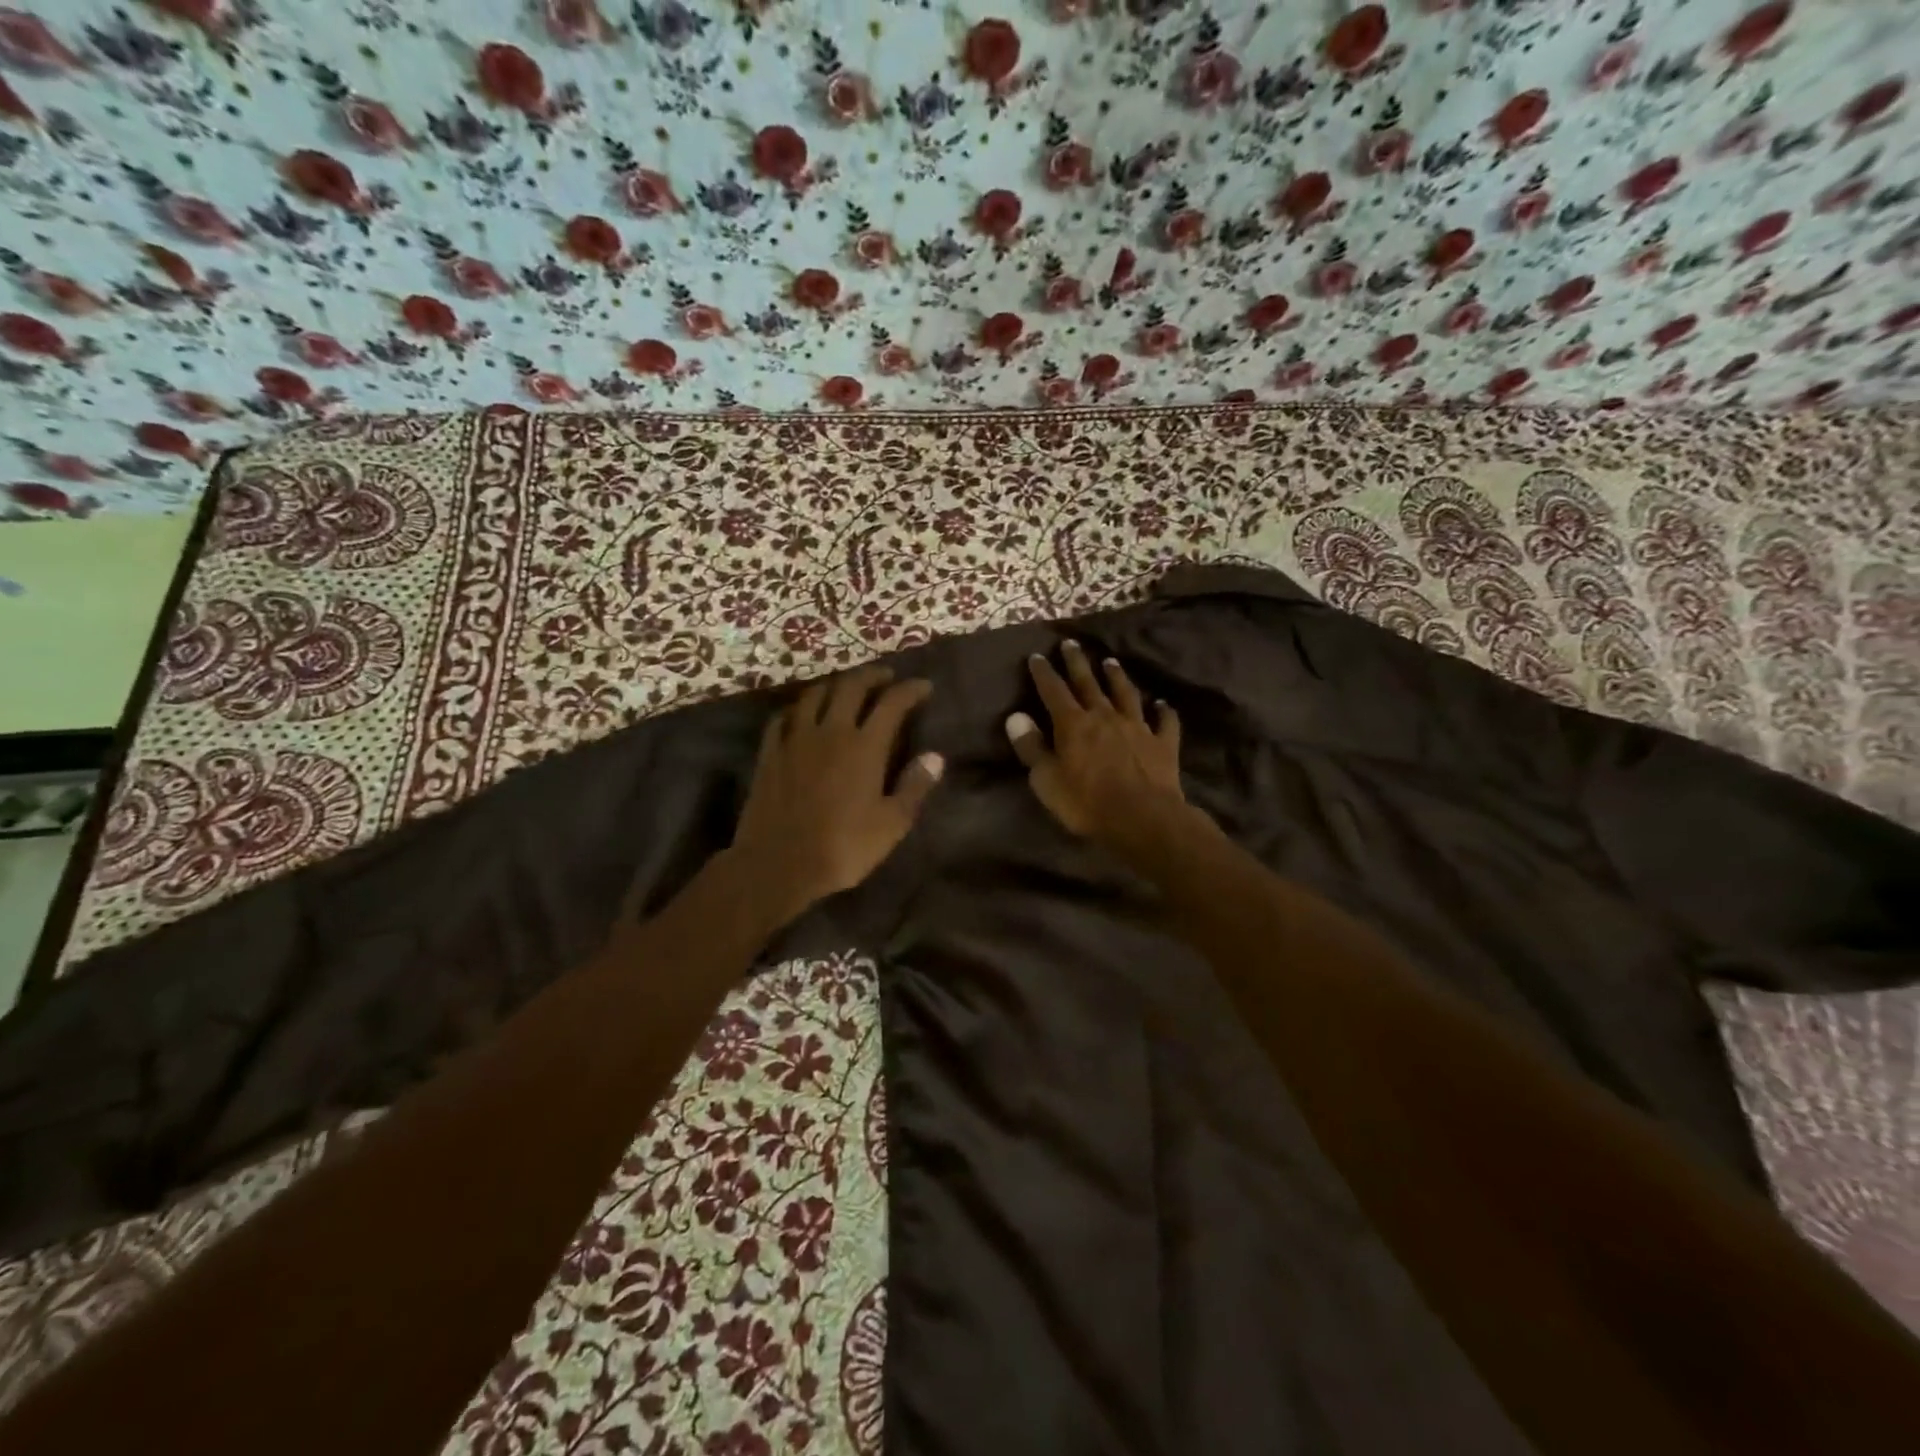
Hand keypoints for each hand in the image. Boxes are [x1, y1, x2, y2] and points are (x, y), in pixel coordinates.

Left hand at [731, 665, 942, 924]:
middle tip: (886, 676)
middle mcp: (830, 732)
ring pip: (815, 695)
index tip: (923, 686)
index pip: (892, 703)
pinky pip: (784, 717)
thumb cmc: (842, 847)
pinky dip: (799, 708)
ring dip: (835, 684)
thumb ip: (914, 787)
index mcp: (865, 747)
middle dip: (872, 675)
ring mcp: (795, 739)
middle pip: (852, 687)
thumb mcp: (891, 824)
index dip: (910, 690)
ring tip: (846, 687)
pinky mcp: (770, 752)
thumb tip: (935, 757)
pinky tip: (803, 713)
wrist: (778, 864)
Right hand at [1007, 641, 1191, 848]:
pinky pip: (1164, 721)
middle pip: (1089, 683)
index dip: (1044, 673)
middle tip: (1071, 643)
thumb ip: (1031, 747)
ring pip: (1125, 693)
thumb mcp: (1046, 780)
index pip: (1054, 691)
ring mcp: (1137, 727)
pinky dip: (1163, 711)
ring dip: (1117, 677)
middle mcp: (1105, 716)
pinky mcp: (1163, 743)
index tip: (1037, 656)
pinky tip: (1162, 704)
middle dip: (1077, 662)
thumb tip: (1015, 717)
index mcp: (1073, 724)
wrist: (1143, 818)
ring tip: (1111, 661)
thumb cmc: (1086, 803)